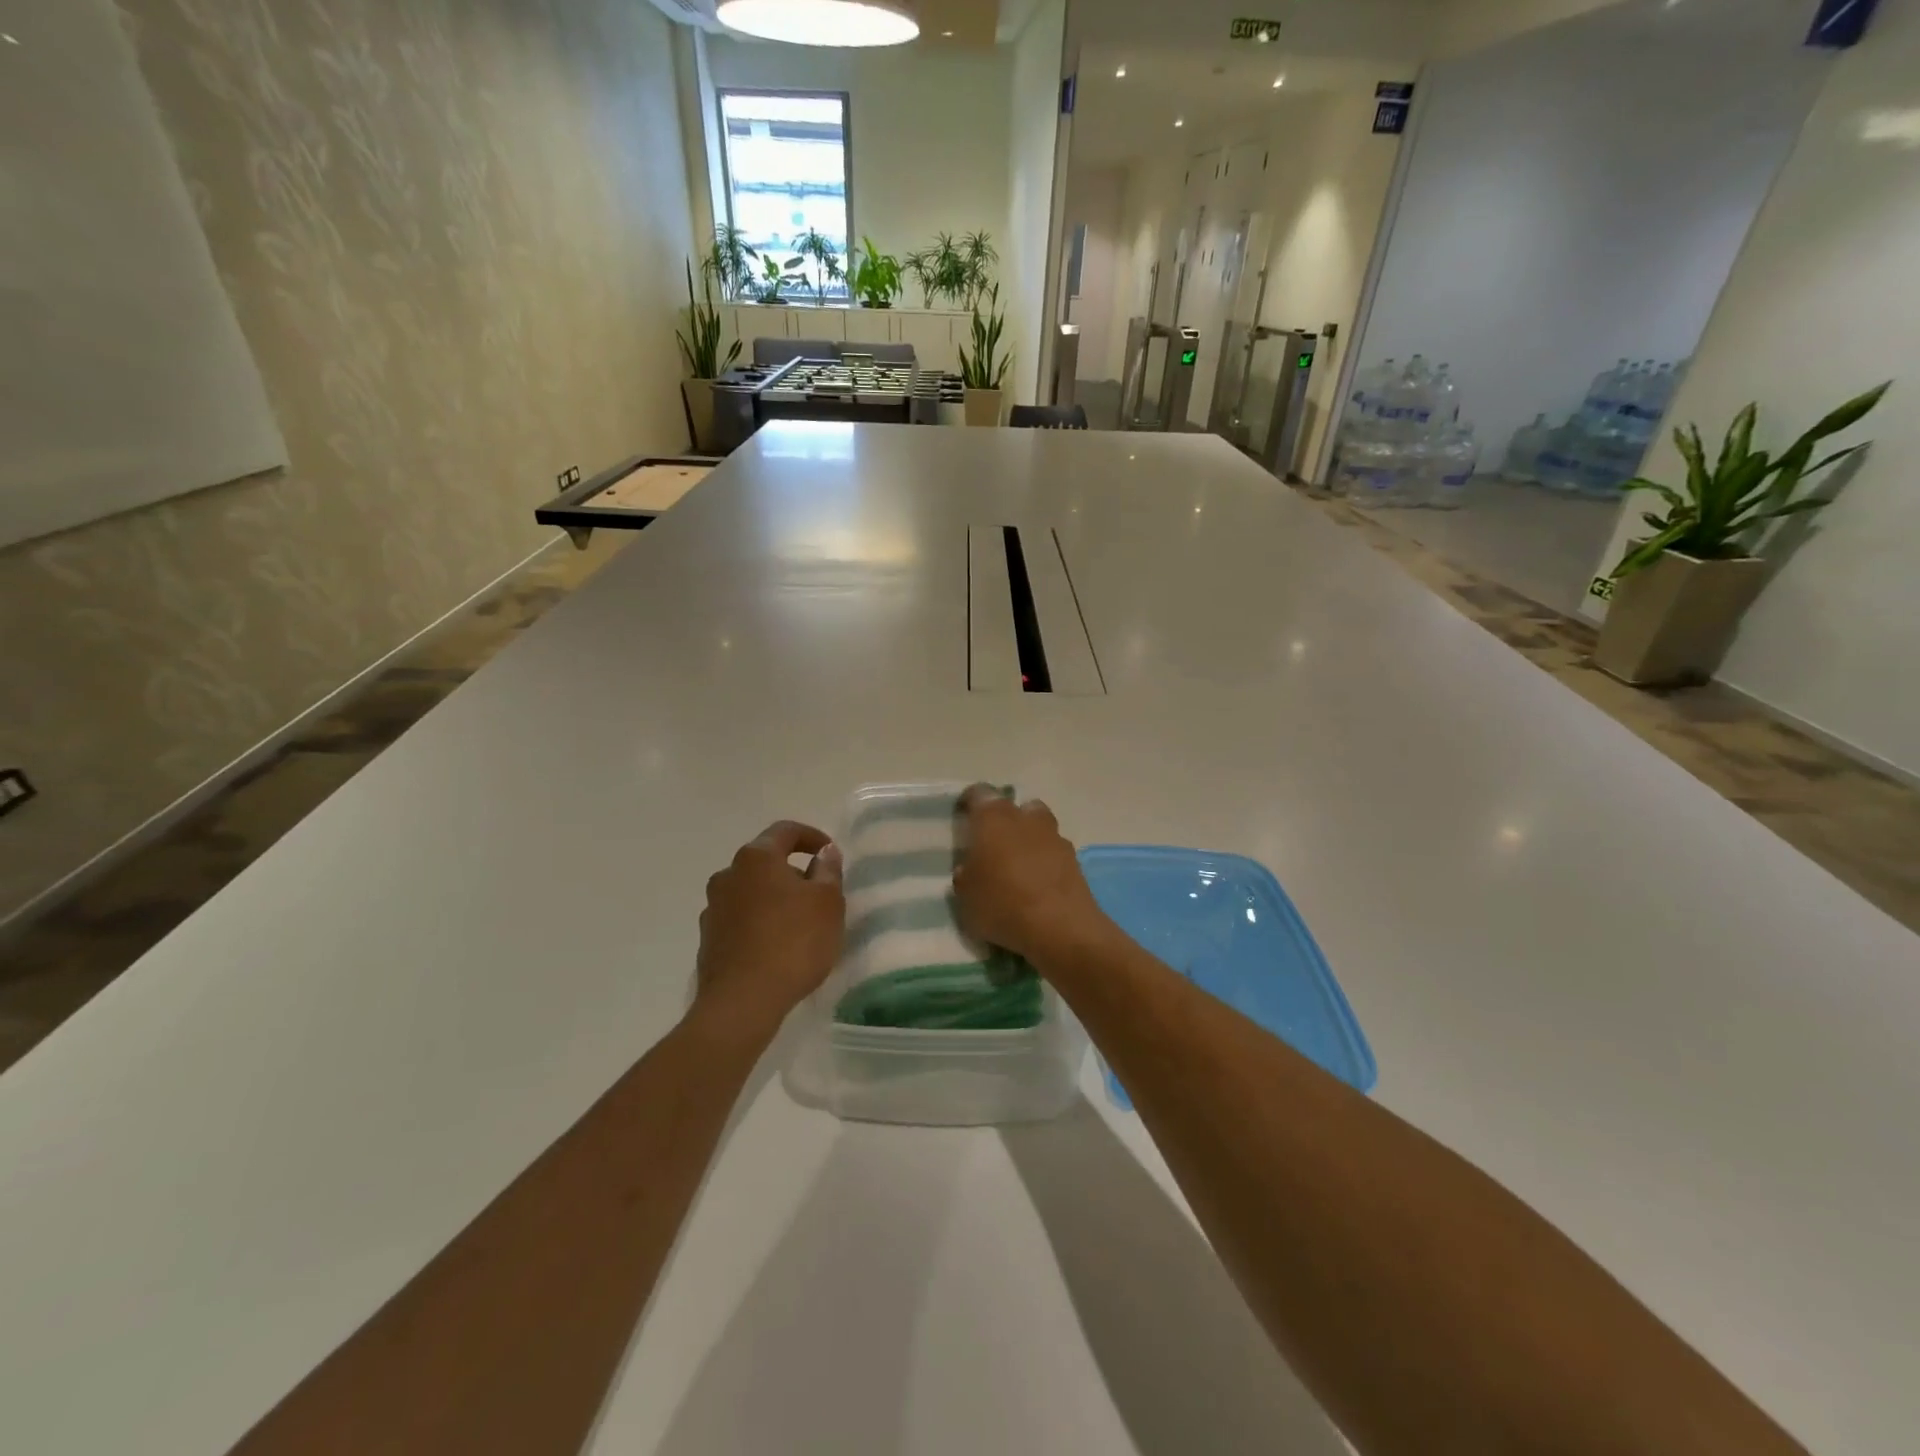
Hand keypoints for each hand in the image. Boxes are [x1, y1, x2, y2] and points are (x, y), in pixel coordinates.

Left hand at [694, 821, 844, 1041]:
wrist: (742, 1002)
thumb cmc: (793, 942)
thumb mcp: (827, 902)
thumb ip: (828, 871)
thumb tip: (825, 852)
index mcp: (756, 858)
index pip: (786, 831)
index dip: (812, 836)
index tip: (830, 853)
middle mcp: (728, 875)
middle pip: (766, 861)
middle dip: (793, 871)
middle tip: (820, 892)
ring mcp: (713, 908)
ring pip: (751, 891)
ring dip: (775, 898)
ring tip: (800, 923)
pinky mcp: (708, 940)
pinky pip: (741, 919)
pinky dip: (760, 922)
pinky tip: (777, 946)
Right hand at [953, 787, 1114, 967]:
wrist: (1061, 928)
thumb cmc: (1003, 905)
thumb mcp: (965, 897)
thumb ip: (965, 876)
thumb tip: (970, 869)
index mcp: (993, 819)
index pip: (979, 794)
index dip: (969, 802)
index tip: (963, 817)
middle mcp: (1025, 818)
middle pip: (1015, 807)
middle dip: (1004, 821)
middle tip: (991, 844)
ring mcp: (1054, 837)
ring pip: (1038, 827)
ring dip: (1028, 839)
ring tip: (1016, 866)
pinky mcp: (1074, 860)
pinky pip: (1053, 852)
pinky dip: (1045, 861)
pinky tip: (1037, 884)